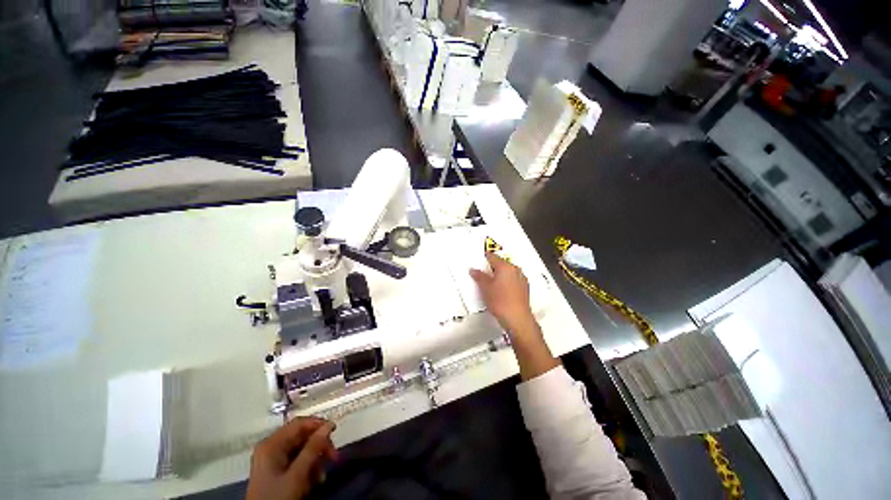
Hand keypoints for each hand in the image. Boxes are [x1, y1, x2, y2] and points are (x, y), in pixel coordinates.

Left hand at [246, 417, 338, 499]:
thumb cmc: (277, 497)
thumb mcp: (297, 474)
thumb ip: (313, 448)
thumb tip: (329, 425)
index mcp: (272, 443)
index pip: (299, 423)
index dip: (318, 424)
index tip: (335, 431)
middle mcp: (271, 447)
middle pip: (302, 436)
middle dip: (319, 446)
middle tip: (334, 457)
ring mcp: (272, 459)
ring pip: (301, 449)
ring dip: (315, 460)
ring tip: (321, 476)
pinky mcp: (275, 471)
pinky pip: (296, 461)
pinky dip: (307, 468)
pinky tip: (313, 480)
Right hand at [470, 253, 559, 379]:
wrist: (517, 319)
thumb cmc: (500, 301)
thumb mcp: (485, 288)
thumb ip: (479, 276)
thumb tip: (473, 270)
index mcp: (505, 266)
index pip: (493, 256)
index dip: (484, 257)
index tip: (479, 259)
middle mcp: (515, 270)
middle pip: (501, 263)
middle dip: (492, 267)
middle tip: (483, 272)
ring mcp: (522, 278)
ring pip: (508, 272)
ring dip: (500, 274)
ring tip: (491, 282)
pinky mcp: (525, 288)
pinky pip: (513, 279)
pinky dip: (506, 281)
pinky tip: (501, 290)